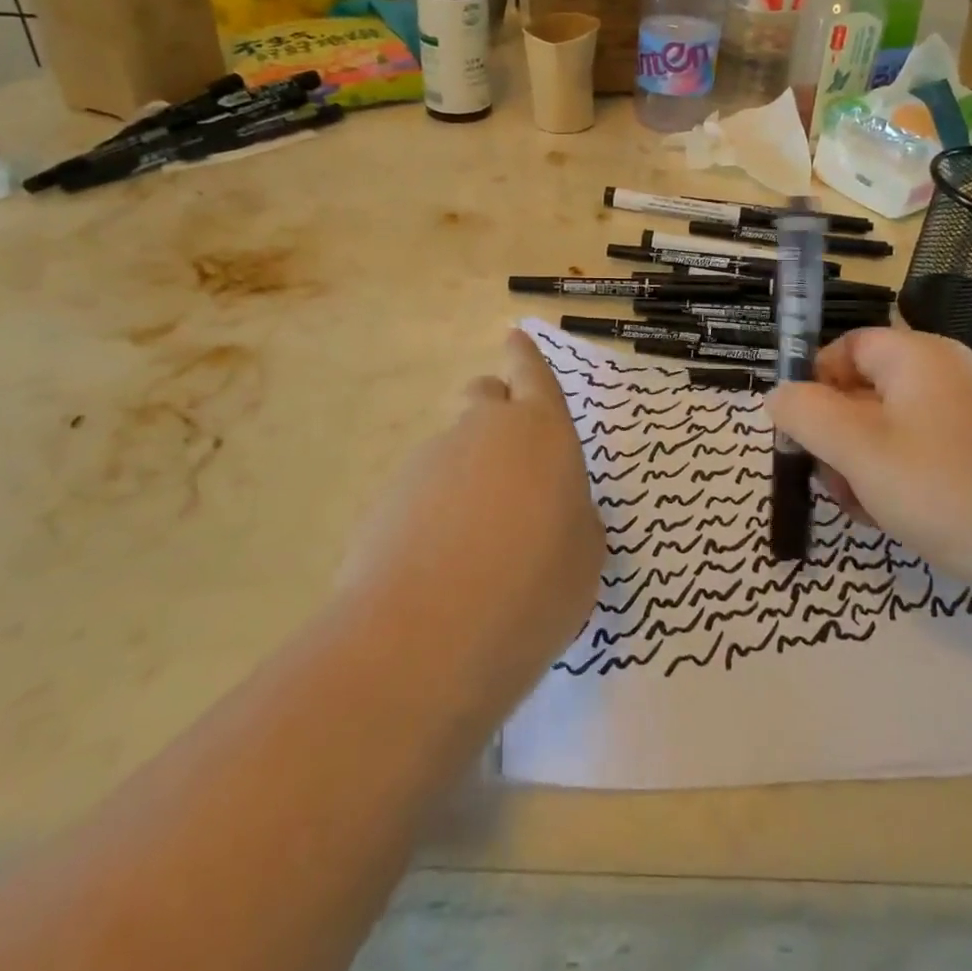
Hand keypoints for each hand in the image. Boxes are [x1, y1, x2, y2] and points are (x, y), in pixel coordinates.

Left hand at [338, 330, 601, 714]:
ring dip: (466, 474)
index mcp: (540, 431)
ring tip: (478, 545)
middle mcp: (482, 430)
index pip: (532, 373)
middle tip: (510, 458)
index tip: (515, 336)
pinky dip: (434, 512)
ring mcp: (429, 461)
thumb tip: (554, 512)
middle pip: (484, 396)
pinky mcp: (387, 498)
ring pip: (453, 448)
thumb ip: (573, 519)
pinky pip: (422, 492)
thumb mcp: (584, 557)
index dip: (525, 356)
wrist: (426, 634)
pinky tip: (440, 568)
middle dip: (495, 409)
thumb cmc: (533, 586)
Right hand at [765, 328, 971, 598]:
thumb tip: (778, 395)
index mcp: (918, 357)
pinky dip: (905, 481)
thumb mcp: (857, 450)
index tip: (802, 434)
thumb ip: (805, 414)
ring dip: (866, 466)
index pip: (846, 347)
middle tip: (832, 484)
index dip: (814, 384)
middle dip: (838, 438)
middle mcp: (951, 375)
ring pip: (896, 430)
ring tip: (867, 511)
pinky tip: (901, 521)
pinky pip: (931, 456)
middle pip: (868, 392)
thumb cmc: (947, 490)